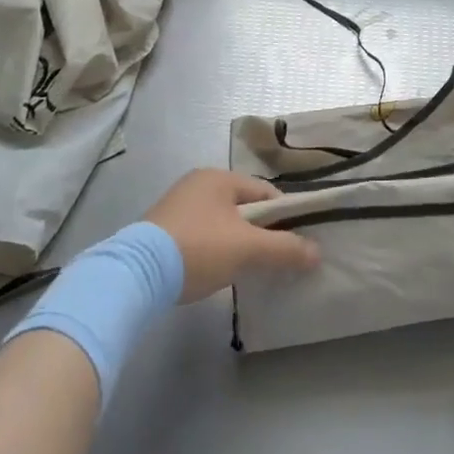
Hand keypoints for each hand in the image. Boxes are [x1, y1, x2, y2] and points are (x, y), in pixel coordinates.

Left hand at [145, 169, 319, 302]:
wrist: (135, 275)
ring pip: (222, 223)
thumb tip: (317, 253)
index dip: (285, 217)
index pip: (265, 193)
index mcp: (218, 178)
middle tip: (274, 259)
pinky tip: (218, 271)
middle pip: (243, 208)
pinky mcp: (162, 231)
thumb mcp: (247, 249)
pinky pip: (201, 236)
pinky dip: (214, 250)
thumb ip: (285, 249)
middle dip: (260, 232)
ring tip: (248, 269)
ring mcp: (176, 207)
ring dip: (237, 243)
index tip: (295, 244)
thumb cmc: (198, 249)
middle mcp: (196, 184)